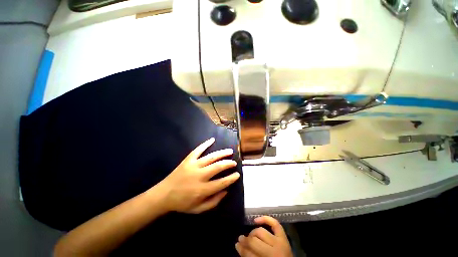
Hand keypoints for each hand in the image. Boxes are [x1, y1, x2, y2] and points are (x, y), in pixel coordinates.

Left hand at [157, 138, 239, 213]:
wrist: (163, 195)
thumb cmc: (182, 203)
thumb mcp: (198, 209)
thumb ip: (213, 202)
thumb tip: (226, 191)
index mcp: (203, 189)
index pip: (222, 182)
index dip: (231, 178)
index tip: (237, 174)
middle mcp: (200, 176)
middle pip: (218, 167)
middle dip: (228, 163)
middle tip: (234, 162)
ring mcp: (193, 166)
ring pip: (211, 157)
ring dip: (222, 153)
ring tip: (230, 151)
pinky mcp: (187, 160)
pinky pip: (197, 150)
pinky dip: (205, 144)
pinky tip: (212, 139)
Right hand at [236, 216, 292, 256]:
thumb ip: (250, 256)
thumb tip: (238, 245)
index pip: (250, 254)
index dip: (242, 249)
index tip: (237, 245)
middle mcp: (275, 252)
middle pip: (255, 241)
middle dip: (246, 240)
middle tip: (241, 239)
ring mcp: (280, 242)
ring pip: (261, 231)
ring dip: (253, 232)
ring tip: (250, 235)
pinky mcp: (284, 237)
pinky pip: (274, 224)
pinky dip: (266, 219)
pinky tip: (256, 220)